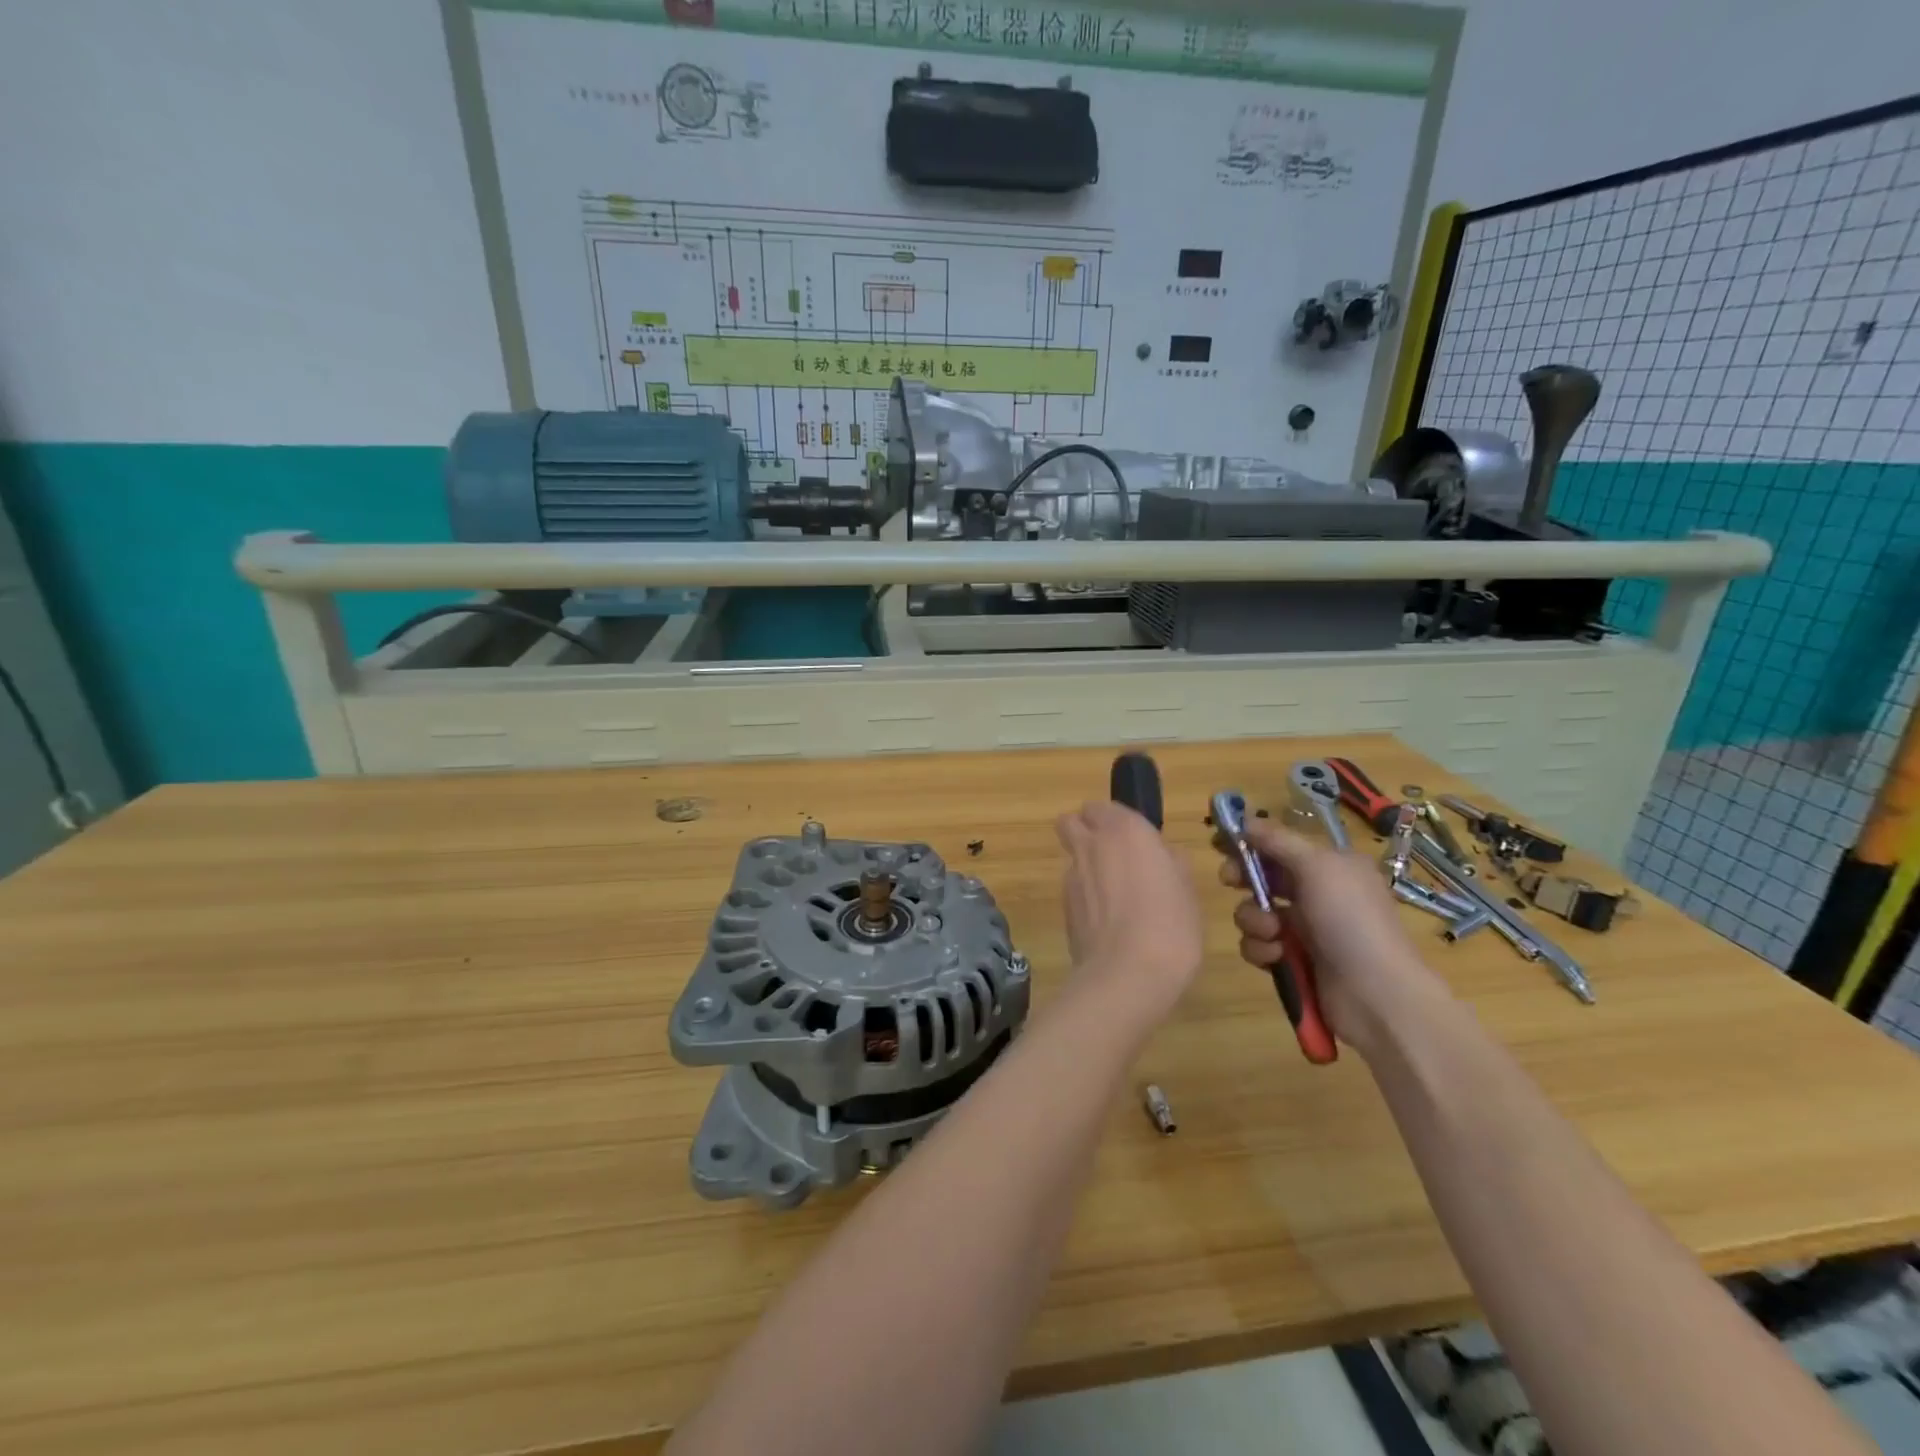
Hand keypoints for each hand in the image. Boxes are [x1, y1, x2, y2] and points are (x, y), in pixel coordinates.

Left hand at [1055, 801, 1204, 1023]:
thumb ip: (1171, 864)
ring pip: (1071, 855)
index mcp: (1125, 830)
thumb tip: (1163, 857)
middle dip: (1085, 830)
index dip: (1115, 820)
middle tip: (1113, 856)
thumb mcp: (1187, 890)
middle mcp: (1092, 844)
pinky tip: (1106, 921)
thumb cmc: (1170, 925)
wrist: (1127, 973)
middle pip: (1072, 821)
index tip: (1136, 840)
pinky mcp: (1063, 905)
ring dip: (1087, 865)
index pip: (1103, 807)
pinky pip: (1072, 887)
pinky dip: (1085, 895)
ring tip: (1114, 897)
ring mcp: (1072, 875)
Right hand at [1220, 821, 1445, 1056]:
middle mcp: (1318, 894)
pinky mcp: (1293, 961)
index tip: (1220, 843)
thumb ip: (1278, 841)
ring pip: (1255, 912)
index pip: (1281, 845)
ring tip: (1273, 934)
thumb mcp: (1317, 867)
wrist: (1376, 994)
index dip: (1250, 842)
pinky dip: (1261, 949)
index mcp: (1330, 866)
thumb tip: (1246, 819)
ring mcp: (1305, 929)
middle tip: (1230, 881)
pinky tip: (1277, 957)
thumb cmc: (1350, 920)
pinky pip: (1259, 945)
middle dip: (1244, 879)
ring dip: (1254, 920)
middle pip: (1262, 876)